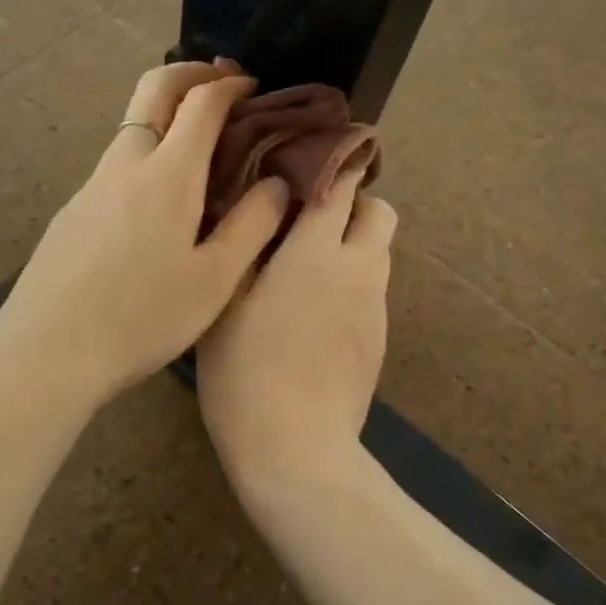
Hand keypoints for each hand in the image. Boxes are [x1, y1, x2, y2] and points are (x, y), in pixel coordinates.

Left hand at [0, 63, 292, 409]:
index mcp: (167, 174)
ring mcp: (91, 185)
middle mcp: (125, 163)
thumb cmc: (142, 317)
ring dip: (167, 113)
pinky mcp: (73, 210)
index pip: (201, 101)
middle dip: (191, 72)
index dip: (231, 85)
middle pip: (154, 88)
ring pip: (132, 126)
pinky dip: (147, 151)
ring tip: (201, 146)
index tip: (253, 87)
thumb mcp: (214, 280)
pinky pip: (117, 162)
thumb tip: (277, 183)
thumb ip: (252, 225)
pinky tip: (159, 199)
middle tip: (222, 82)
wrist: (48, 350)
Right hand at [196, 166, 396, 484]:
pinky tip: (313, 314)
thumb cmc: (246, 372)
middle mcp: (358, 270)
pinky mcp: (378, 340)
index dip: (333, 161)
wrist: (296, 450)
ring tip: (305, 267)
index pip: (343, 184)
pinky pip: (371, 290)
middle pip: (379, 212)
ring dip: (352, 244)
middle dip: (352, 203)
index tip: (311, 154)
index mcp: (318, 252)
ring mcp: (375, 308)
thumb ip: (245, 244)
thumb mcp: (226, 302)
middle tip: (306, 219)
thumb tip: (258, 202)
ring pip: (378, 252)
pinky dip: (351, 283)